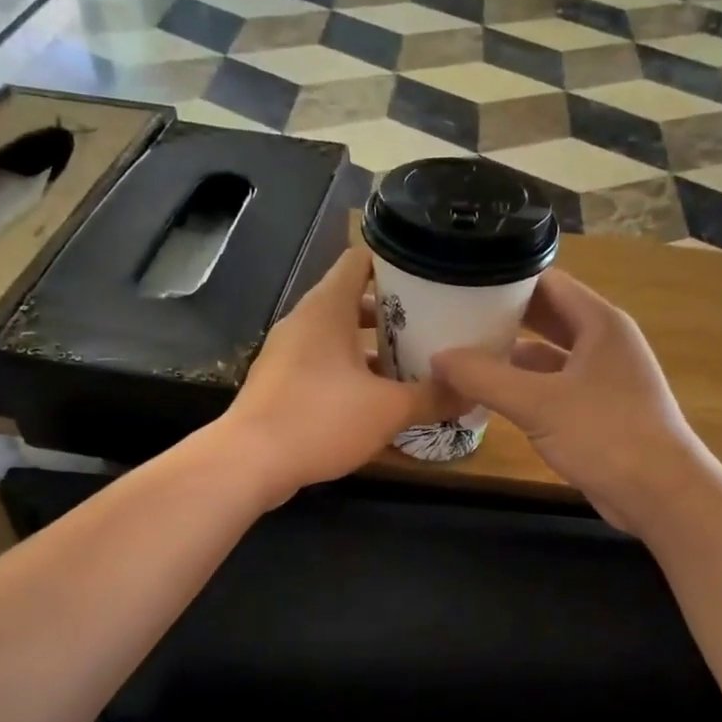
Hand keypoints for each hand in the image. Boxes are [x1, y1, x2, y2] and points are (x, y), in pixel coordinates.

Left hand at [224, 248, 447, 502]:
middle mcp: (304, 321)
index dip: (397, 262)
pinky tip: (378, 397)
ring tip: (414, 361)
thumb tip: (472, 392)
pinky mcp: (280, 382)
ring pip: (338, 336)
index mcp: (327, 308)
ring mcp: (288, 352)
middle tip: (434, 323)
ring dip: (373, 346)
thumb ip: (432, 397)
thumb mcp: (388, 410)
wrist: (249, 462)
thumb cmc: (320, 419)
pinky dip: (351, 371)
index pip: (361, 260)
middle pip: (353, 299)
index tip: (431, 275)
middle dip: (393, 311)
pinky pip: (323, 363)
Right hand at [431, 270, 709, 533]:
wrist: (661, 494)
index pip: (547, 282)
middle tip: (452, 317)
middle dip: (502, 317)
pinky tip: (489, 395)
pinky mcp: (596, 410)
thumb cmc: (606, 435)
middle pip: (546, 316)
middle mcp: (603, 342)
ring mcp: (602, 377)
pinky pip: (552, 386)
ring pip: (547, 355)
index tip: (461, 282)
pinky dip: (522, 387)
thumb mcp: (538, 403)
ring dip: (509, 355)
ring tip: (461, 353)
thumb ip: (485, 377)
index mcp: (599, 323)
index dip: (505, 279)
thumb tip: (437, 358)